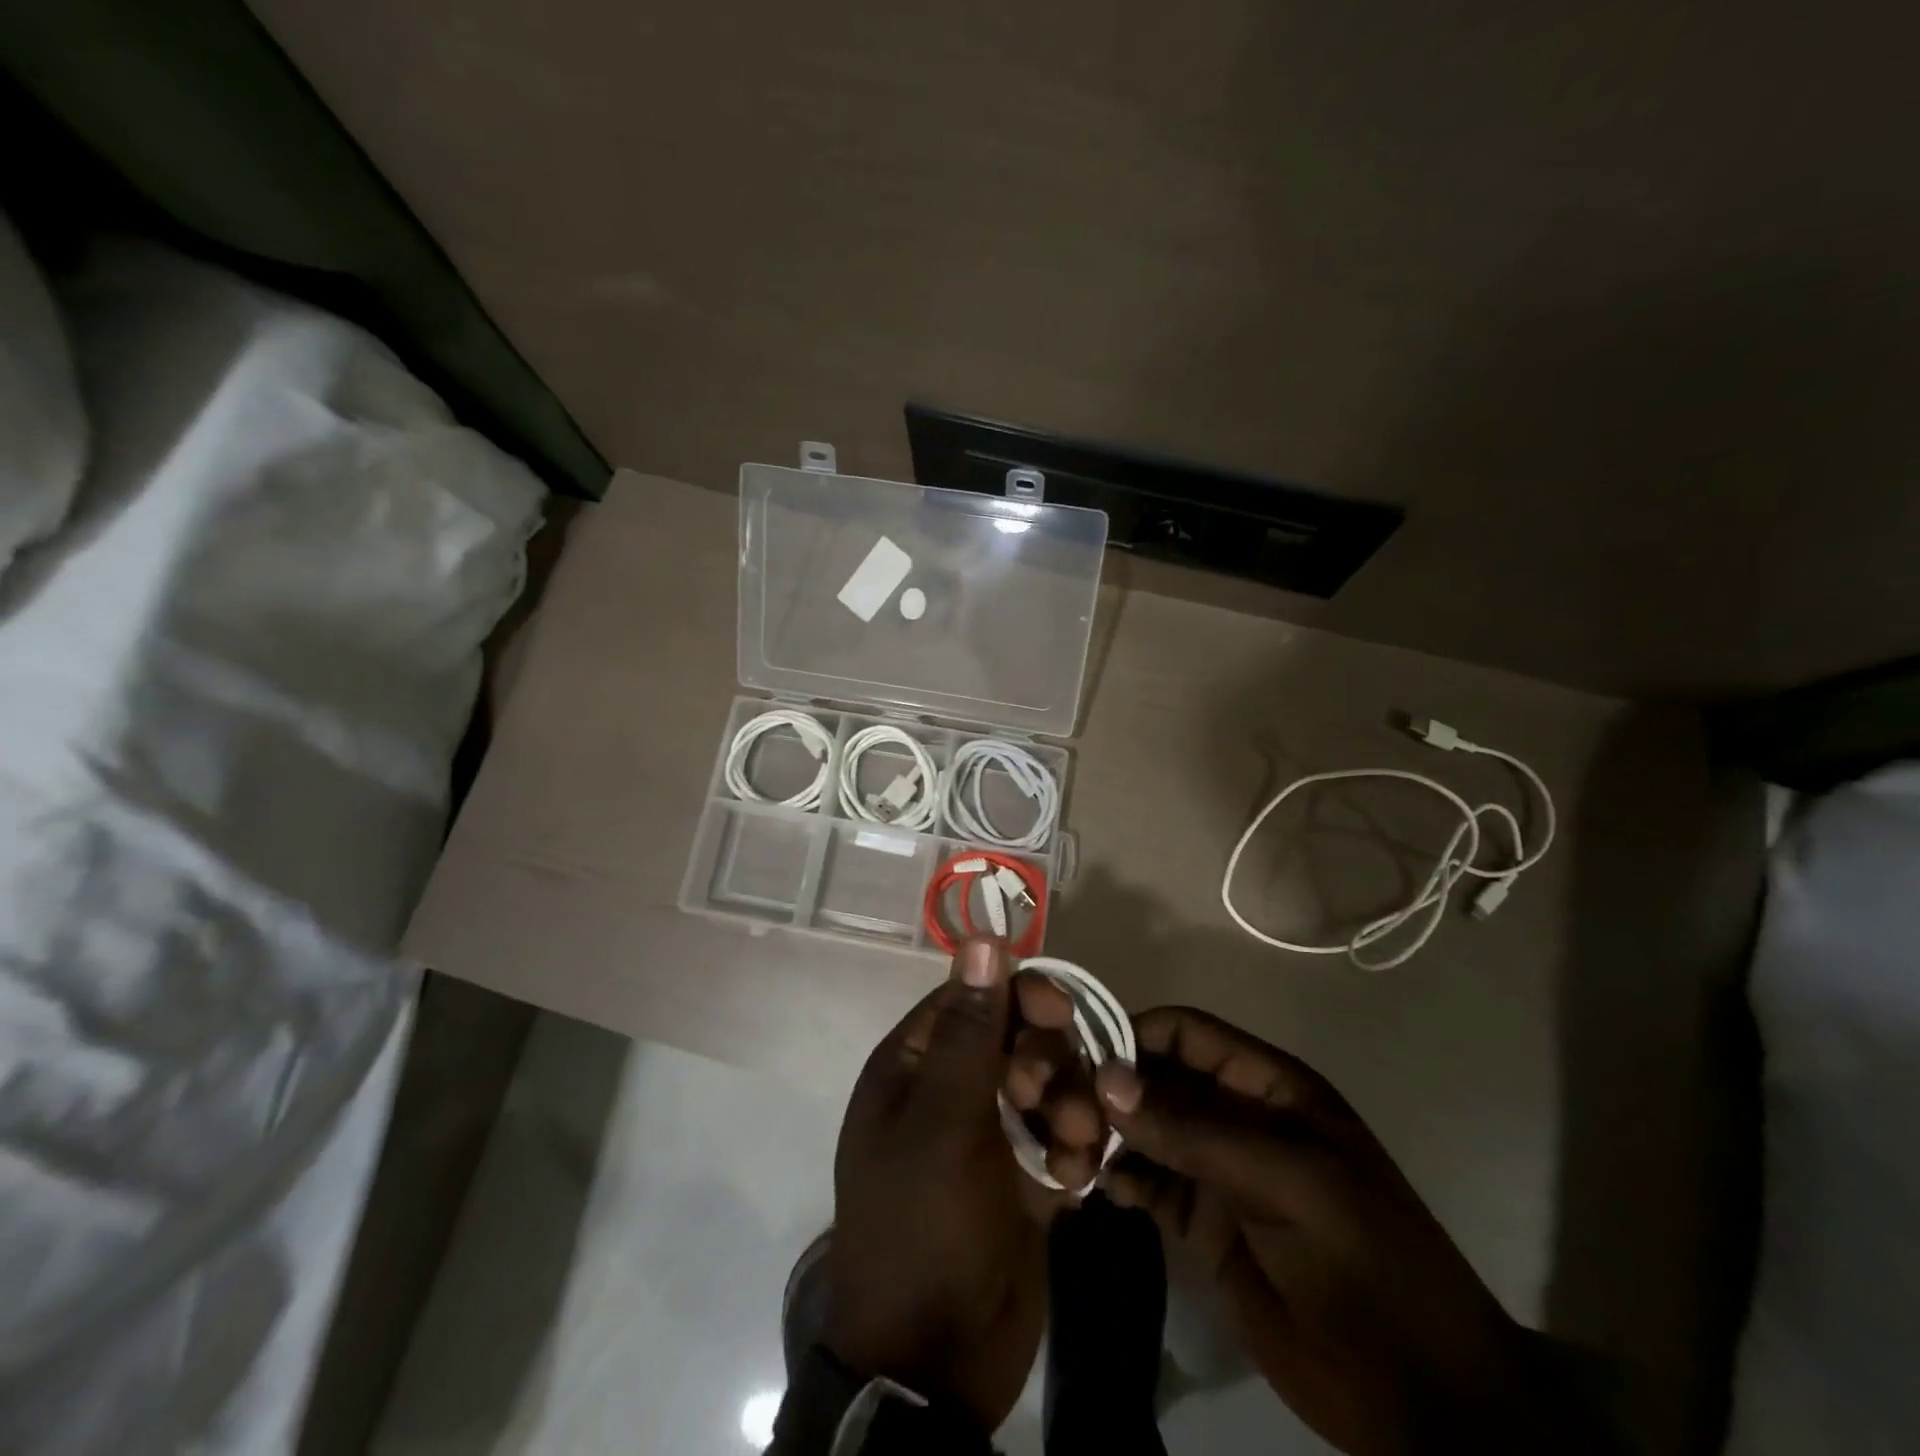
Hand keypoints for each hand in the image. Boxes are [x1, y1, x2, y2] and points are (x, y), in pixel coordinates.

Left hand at [826, 938, 1088, 1429]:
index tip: (1060, 1010)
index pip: (970, 999)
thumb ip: (970, 1031)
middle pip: (1014, 1039)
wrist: (936, 1366)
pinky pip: (1059, 1138)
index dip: (1016, 996)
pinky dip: (1074, 1152)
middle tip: (1054, 1096)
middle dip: (1047, 1060)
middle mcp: (947, 1092)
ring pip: (1045, 1087)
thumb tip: (981, 938)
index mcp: (913, 1067)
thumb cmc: (925, 1225)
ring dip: (1070, 1107)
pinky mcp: (1021, 1178)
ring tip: (1078, 1144)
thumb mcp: (944, 1122)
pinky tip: (1077, 1180)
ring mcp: (987, 1137)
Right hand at [1093, 1008, 1604, 1455]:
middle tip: (1063, 1117)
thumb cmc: (1364, 1260)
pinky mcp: (1203, 1223)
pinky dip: (1117, 1177)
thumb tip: (1108, 1079)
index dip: (1133, 1036)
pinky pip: (1148, 1183)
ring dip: (1106, 1135)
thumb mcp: (1287, 1179)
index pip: (1185, 1032)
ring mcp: (1218, 1169)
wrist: (1421, 1397)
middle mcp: (1234, 1114)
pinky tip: (1093, 1187)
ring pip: (1145, 1130)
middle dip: (1109, 1089)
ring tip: (1069, 1154)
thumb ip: (1196, 1129)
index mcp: (1266, 1084)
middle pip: (1156, 1079)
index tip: (1081, 1062)